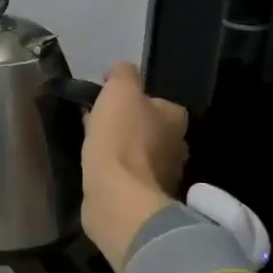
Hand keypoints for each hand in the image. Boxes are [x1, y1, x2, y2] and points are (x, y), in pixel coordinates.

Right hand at [80, 62, 188, 270]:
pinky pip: (130, 180)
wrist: (118, 198)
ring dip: (121, 153)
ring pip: (140, 157)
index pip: (157, 103)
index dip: (132, 102)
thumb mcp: (119, 91)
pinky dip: (117, 176)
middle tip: (98, 127)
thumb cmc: (120, 140)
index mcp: (176, 118)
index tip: (107, 105)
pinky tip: (99, 174)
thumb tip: (121, 71)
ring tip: (94, 151)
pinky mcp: (145, 201)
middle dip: (128, 128)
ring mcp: (164, 178)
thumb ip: (123, 75)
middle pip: (150, 131)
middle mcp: (178, 148)